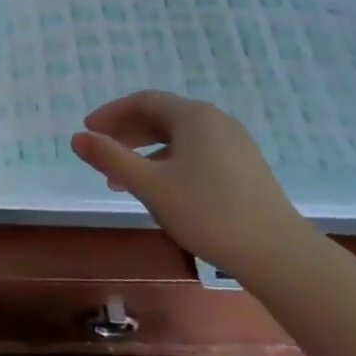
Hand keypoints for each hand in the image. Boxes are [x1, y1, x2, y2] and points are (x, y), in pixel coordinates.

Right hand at [71, 91, 308, 277]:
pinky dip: (170, 164)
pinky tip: (162, 191)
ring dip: (146, 153)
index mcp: (193, 116)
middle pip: (162, 117)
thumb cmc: (207, 212)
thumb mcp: (150, 185)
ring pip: (179, 139)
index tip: (88, 131)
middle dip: (127, 134)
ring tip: (123, 181)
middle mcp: (216, 120)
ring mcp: (235, 144)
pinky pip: (197, 153)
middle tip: (101, 154)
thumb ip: (111, 158)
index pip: (143, 101)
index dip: (111, 114)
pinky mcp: (246, 168)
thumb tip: (77, 138)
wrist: (277, 254)